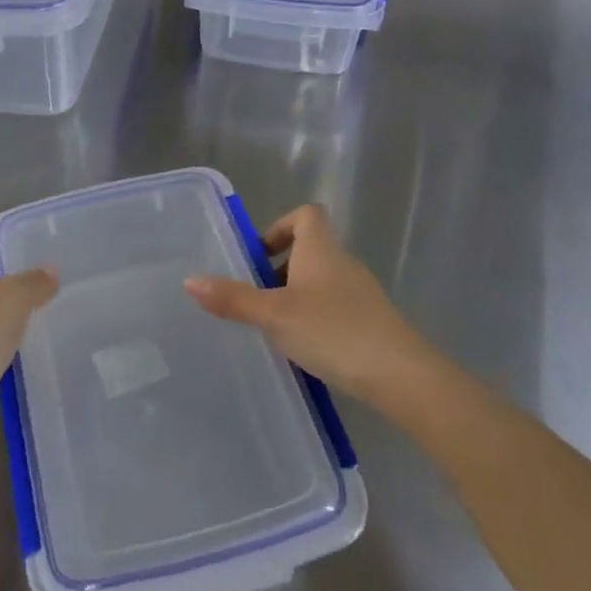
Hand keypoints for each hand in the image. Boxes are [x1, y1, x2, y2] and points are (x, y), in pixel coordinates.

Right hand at [184, 204, 423, 400]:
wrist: (400, 375)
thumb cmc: (332, 331)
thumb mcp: (274, 315)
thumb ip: (234, 298)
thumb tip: (190, 281)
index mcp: (321, 250)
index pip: (306, 215)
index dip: (280, 226)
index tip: (259, 256)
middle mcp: (343, 263)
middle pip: (310, 249)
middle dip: (280, 268)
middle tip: (256, 297)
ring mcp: (361, 293)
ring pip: (321, 280)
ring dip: (296, 295)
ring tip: (275, 326)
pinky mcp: (371, 322)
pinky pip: (335, 307)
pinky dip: (315, 317)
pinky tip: (304, 347)